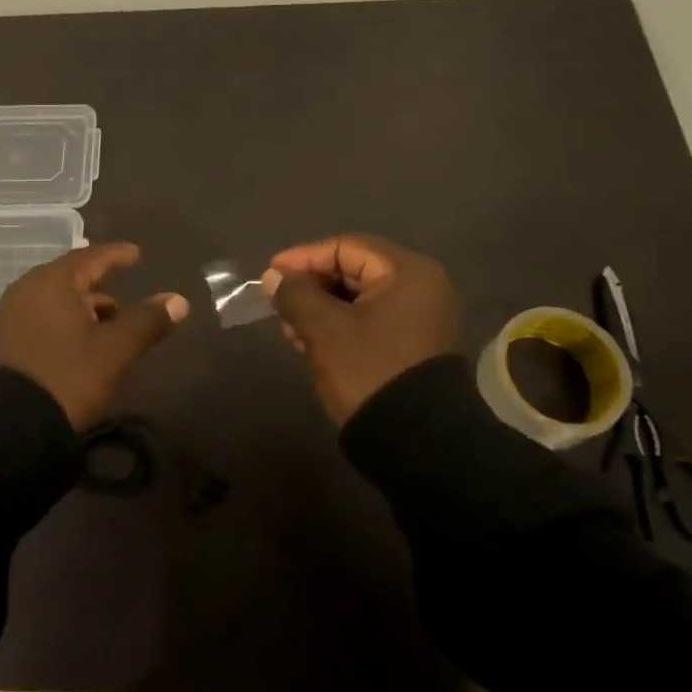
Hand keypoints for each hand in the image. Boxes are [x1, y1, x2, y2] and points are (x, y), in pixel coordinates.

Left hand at [0, 242, 188, 429]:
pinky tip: (79, 341)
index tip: (136, 253)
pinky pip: (41, 316)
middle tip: (123, 293)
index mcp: (53, 282)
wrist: (9, 426)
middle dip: (99, 284)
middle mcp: (27, 289)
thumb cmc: (67, 376)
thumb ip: (147, 321)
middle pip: (70, 277)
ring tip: (108, 323)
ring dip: (82, 306)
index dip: (116, 255)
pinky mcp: (4, 340)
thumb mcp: (115, 350)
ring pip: (55, 299)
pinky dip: (64, 320)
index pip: (90, 257)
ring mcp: (11, 314)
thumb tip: (179, 300)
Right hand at [263, 234, 460, 424]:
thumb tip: (274, 277)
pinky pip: (371, 321)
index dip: (303, 258)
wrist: (419, 443)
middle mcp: (420, 287)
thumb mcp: (324, 329)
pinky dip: (340, 326)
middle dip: (312, 287)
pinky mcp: (414, 345)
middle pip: (353, 270)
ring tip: (292, 331)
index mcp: (406, 273)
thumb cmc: (370, 371)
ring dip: (321, 309)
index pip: (345, 248)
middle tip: (279, 305)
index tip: (271, 275)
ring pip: (359, 298)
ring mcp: (421, 318)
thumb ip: (295, 294)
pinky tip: (312, 345)